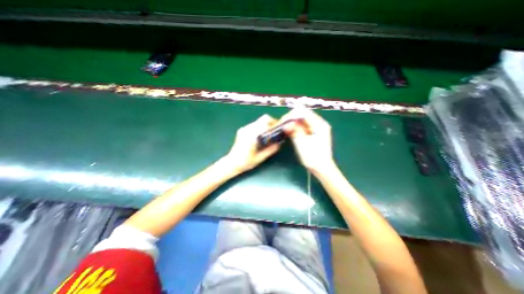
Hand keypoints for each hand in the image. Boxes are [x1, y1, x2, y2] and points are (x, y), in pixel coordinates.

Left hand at [226, 115, 281, 174]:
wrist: (231, 163)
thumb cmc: (246, 162)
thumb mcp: (260, 158)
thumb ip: (271, 150)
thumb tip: (279, 143)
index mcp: (252, 135)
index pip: (265, 121)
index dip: (274, 123)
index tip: (279, 128)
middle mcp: (248, 129)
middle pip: (263, 119)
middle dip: (271, 123)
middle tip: (274, 132)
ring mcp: (244, 129)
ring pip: (258, 121)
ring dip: (265, 126)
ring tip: (267, 135)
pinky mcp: (242, 130)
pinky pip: (254, 125)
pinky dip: (259, 128)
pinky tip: (259, 137)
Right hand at [283, 109, 334, 175]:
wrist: (322, 168)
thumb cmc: (313, 157)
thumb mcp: (302, 143)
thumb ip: (294, 131)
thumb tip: (285, 123)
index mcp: (319, 124)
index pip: (303, 112)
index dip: (291, 115)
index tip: (282, 122)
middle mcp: (320, 123)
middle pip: (303, 114)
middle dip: (291, 118)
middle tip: (282, 125)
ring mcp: (318, 128)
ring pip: (303, 120)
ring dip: (293, 122)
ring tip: (285, 128)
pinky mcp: (315, 133)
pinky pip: (304, 126)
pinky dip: (296, 127)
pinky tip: (290, 131)